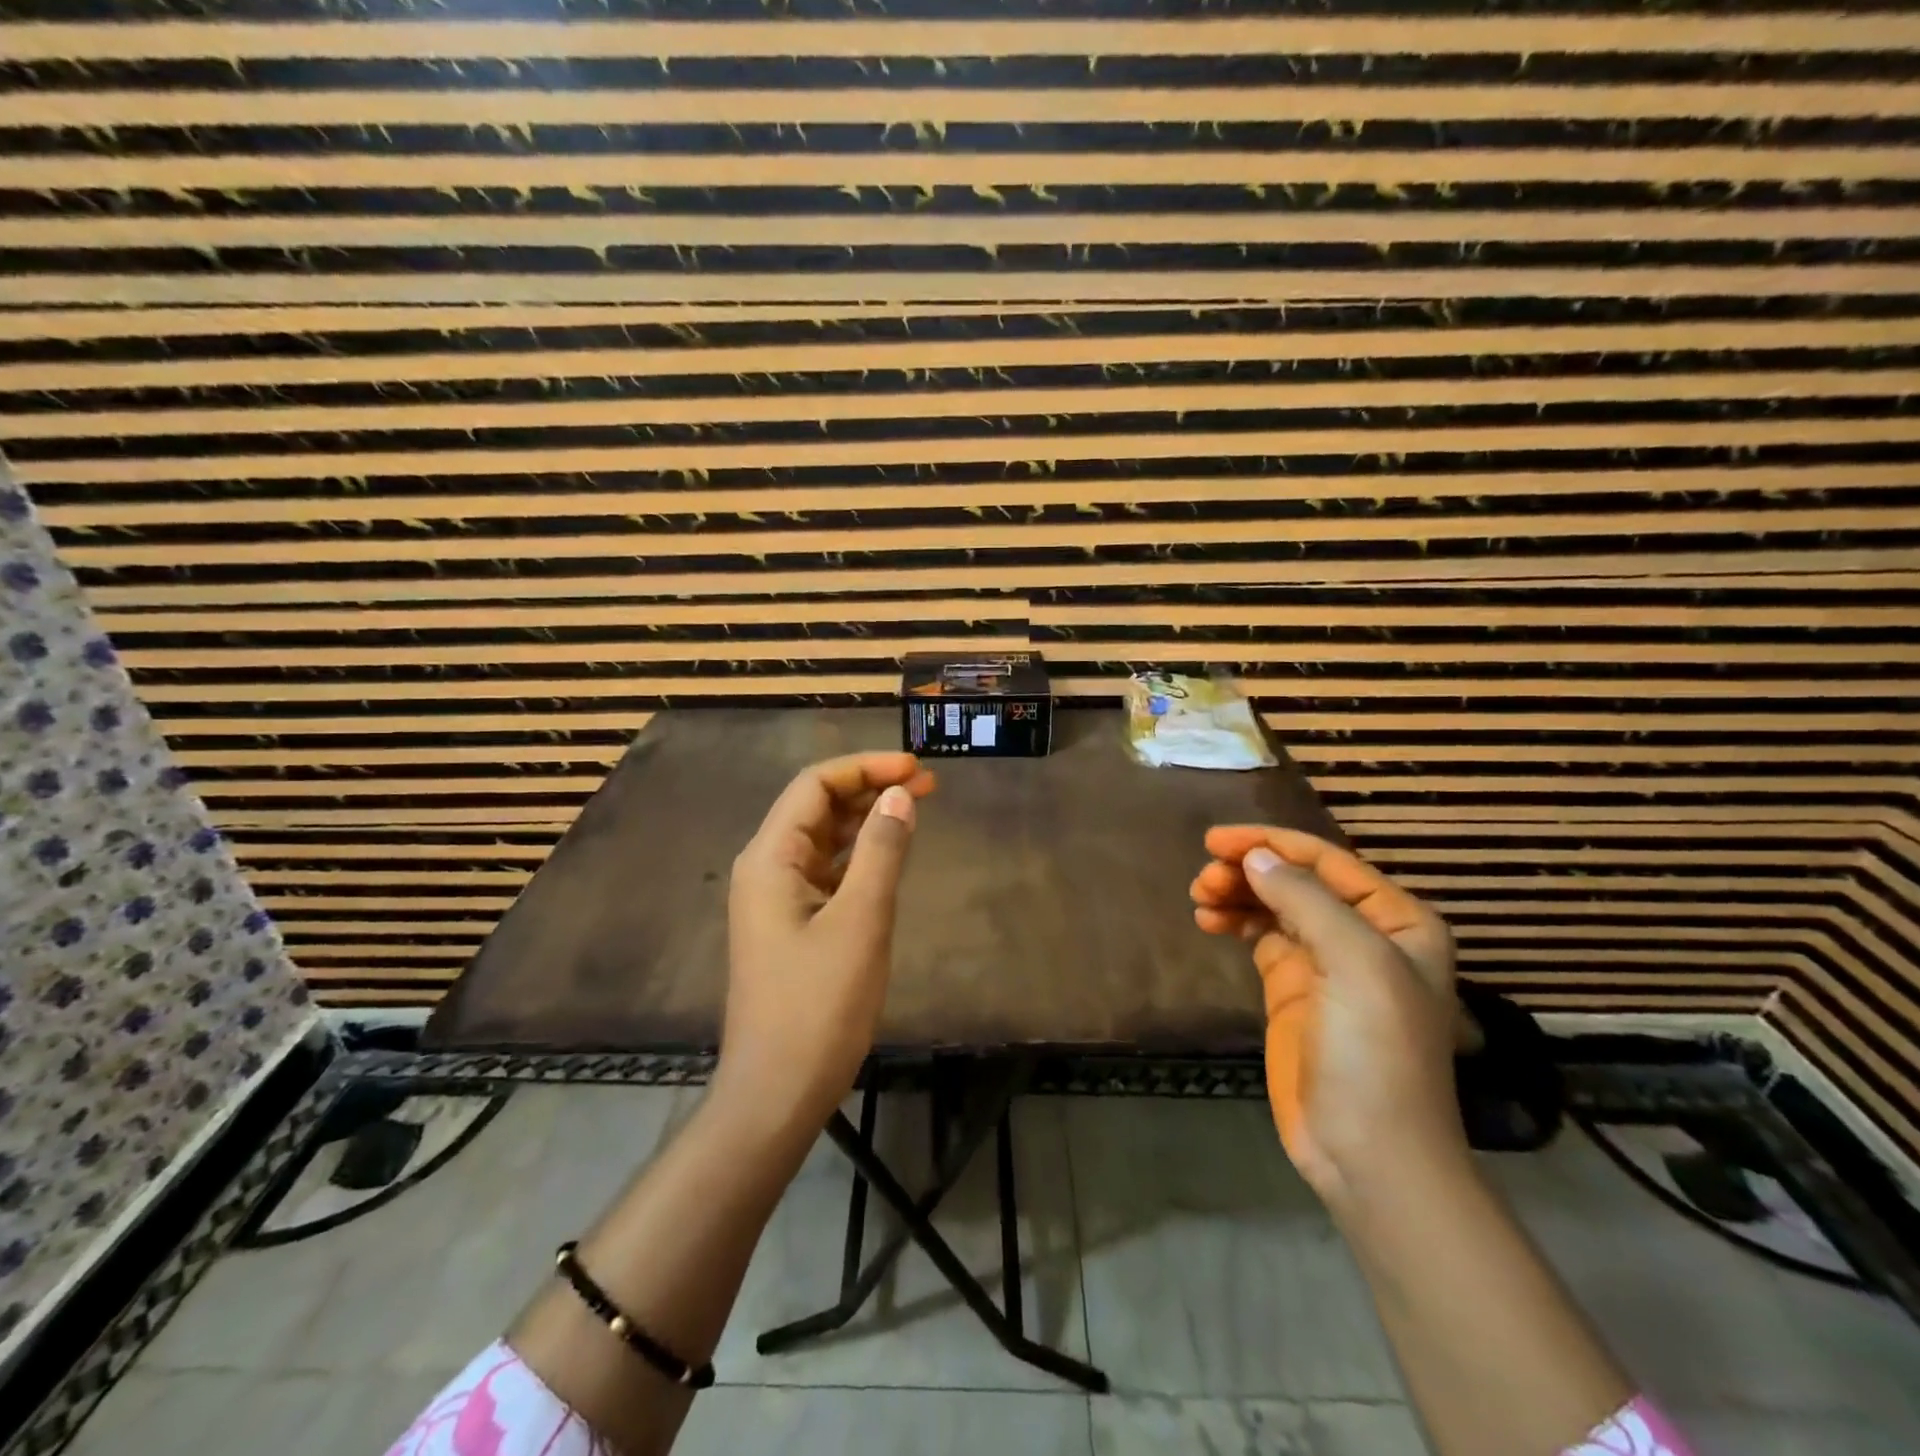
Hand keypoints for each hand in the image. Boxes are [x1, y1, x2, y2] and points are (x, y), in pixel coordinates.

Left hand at [716, 752, 935, 1132]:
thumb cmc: (818, 1006)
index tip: (917, 768)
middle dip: (869, 788)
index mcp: (770, 858)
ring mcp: (776, 899)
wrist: (776, 1092)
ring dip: (866, 820)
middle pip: (817, 806)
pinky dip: (858, 855)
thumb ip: (881, 851)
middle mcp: (766, 868)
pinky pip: (826, 872)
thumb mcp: (860, 921)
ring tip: (915, 809)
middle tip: (928, 785)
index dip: (865, 767)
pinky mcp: (791, 925)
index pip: (815, 785)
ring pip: (823, 839)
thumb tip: (900, 794)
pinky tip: (888, 856)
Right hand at [1192, 826, 1466, 1206]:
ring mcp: (1325, 963)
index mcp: (1396, 920)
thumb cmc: (1375, 1051)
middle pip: (1295, 881)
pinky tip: (1209, 920)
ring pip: (1273, 906)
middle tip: (1204, 877)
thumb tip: (1254, 857)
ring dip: (1236, 894)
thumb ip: (1304, 900)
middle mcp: (1363, 934)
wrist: (1368, 1152)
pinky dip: (1235, 922)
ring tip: (1200, 897)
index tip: (1216, 840)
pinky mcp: (1292, 990)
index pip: (1326, 862)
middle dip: (1249, 870)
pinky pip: (1260, 937)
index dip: (1271, 844)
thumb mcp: (1354, 963)